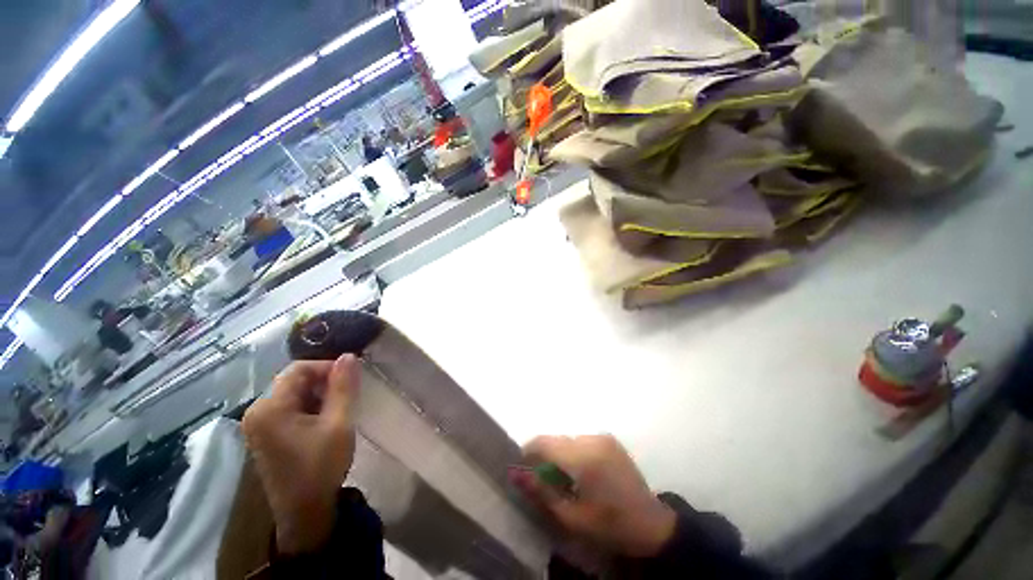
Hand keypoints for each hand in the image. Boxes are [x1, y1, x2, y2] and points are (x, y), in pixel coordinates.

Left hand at [242, 355, 359, 554]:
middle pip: (294, 380)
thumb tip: (348, 356)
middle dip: (324, 382)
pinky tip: (325, 421)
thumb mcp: (339, 423)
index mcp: (269, 408)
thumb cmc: (321, 467)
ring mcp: (258, 424)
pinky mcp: (265, 434)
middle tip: (348, 395)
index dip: (327, 367)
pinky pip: (289, 408)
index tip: (351, 378)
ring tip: (339, 409)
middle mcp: (257, 411)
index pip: (299, 369)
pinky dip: (310, 407)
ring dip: (319, 395)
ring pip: (293, 393)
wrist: (304, 513)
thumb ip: (343, 387)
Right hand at [512, 435, 675, 557]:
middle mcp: (592, 440)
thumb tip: (516, 473)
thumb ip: (542, 492)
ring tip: (563, 478)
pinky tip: (580, 472)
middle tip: (543, 478)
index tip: (521, 466)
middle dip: (545, 454)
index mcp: (584, 458)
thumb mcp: (572, 517)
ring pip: (568, 439)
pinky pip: (581, 440)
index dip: (529, 451)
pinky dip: (573, 452)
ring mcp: (603, 437)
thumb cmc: (610, 526)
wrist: (652, 524)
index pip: (545, 442)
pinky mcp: (610, 439)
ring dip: (560, 453)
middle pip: (556, 439)